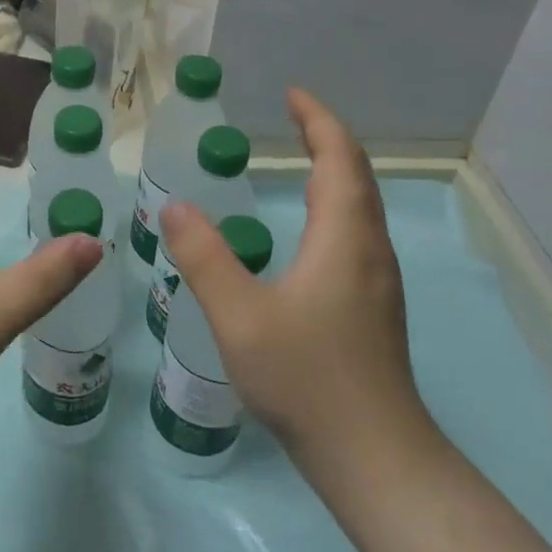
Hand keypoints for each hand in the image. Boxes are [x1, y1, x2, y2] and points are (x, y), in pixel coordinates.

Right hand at [158, 88, 434, 478]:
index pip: (340, 158)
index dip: (319, 120)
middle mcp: (369, 250)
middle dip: (328, 138)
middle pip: (358, 176)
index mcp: (344, 238)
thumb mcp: (239, 315)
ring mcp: (376, 280)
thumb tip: (175, 204)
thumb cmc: (307, 378)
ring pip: (362, 205)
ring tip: (300, 157)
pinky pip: (357, 231)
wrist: (374, 457)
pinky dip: (336, 202)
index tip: (291, 94)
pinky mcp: (373, 306)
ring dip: (336, 169)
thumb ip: (204, 256)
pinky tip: (308, 227)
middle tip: (292, 116)